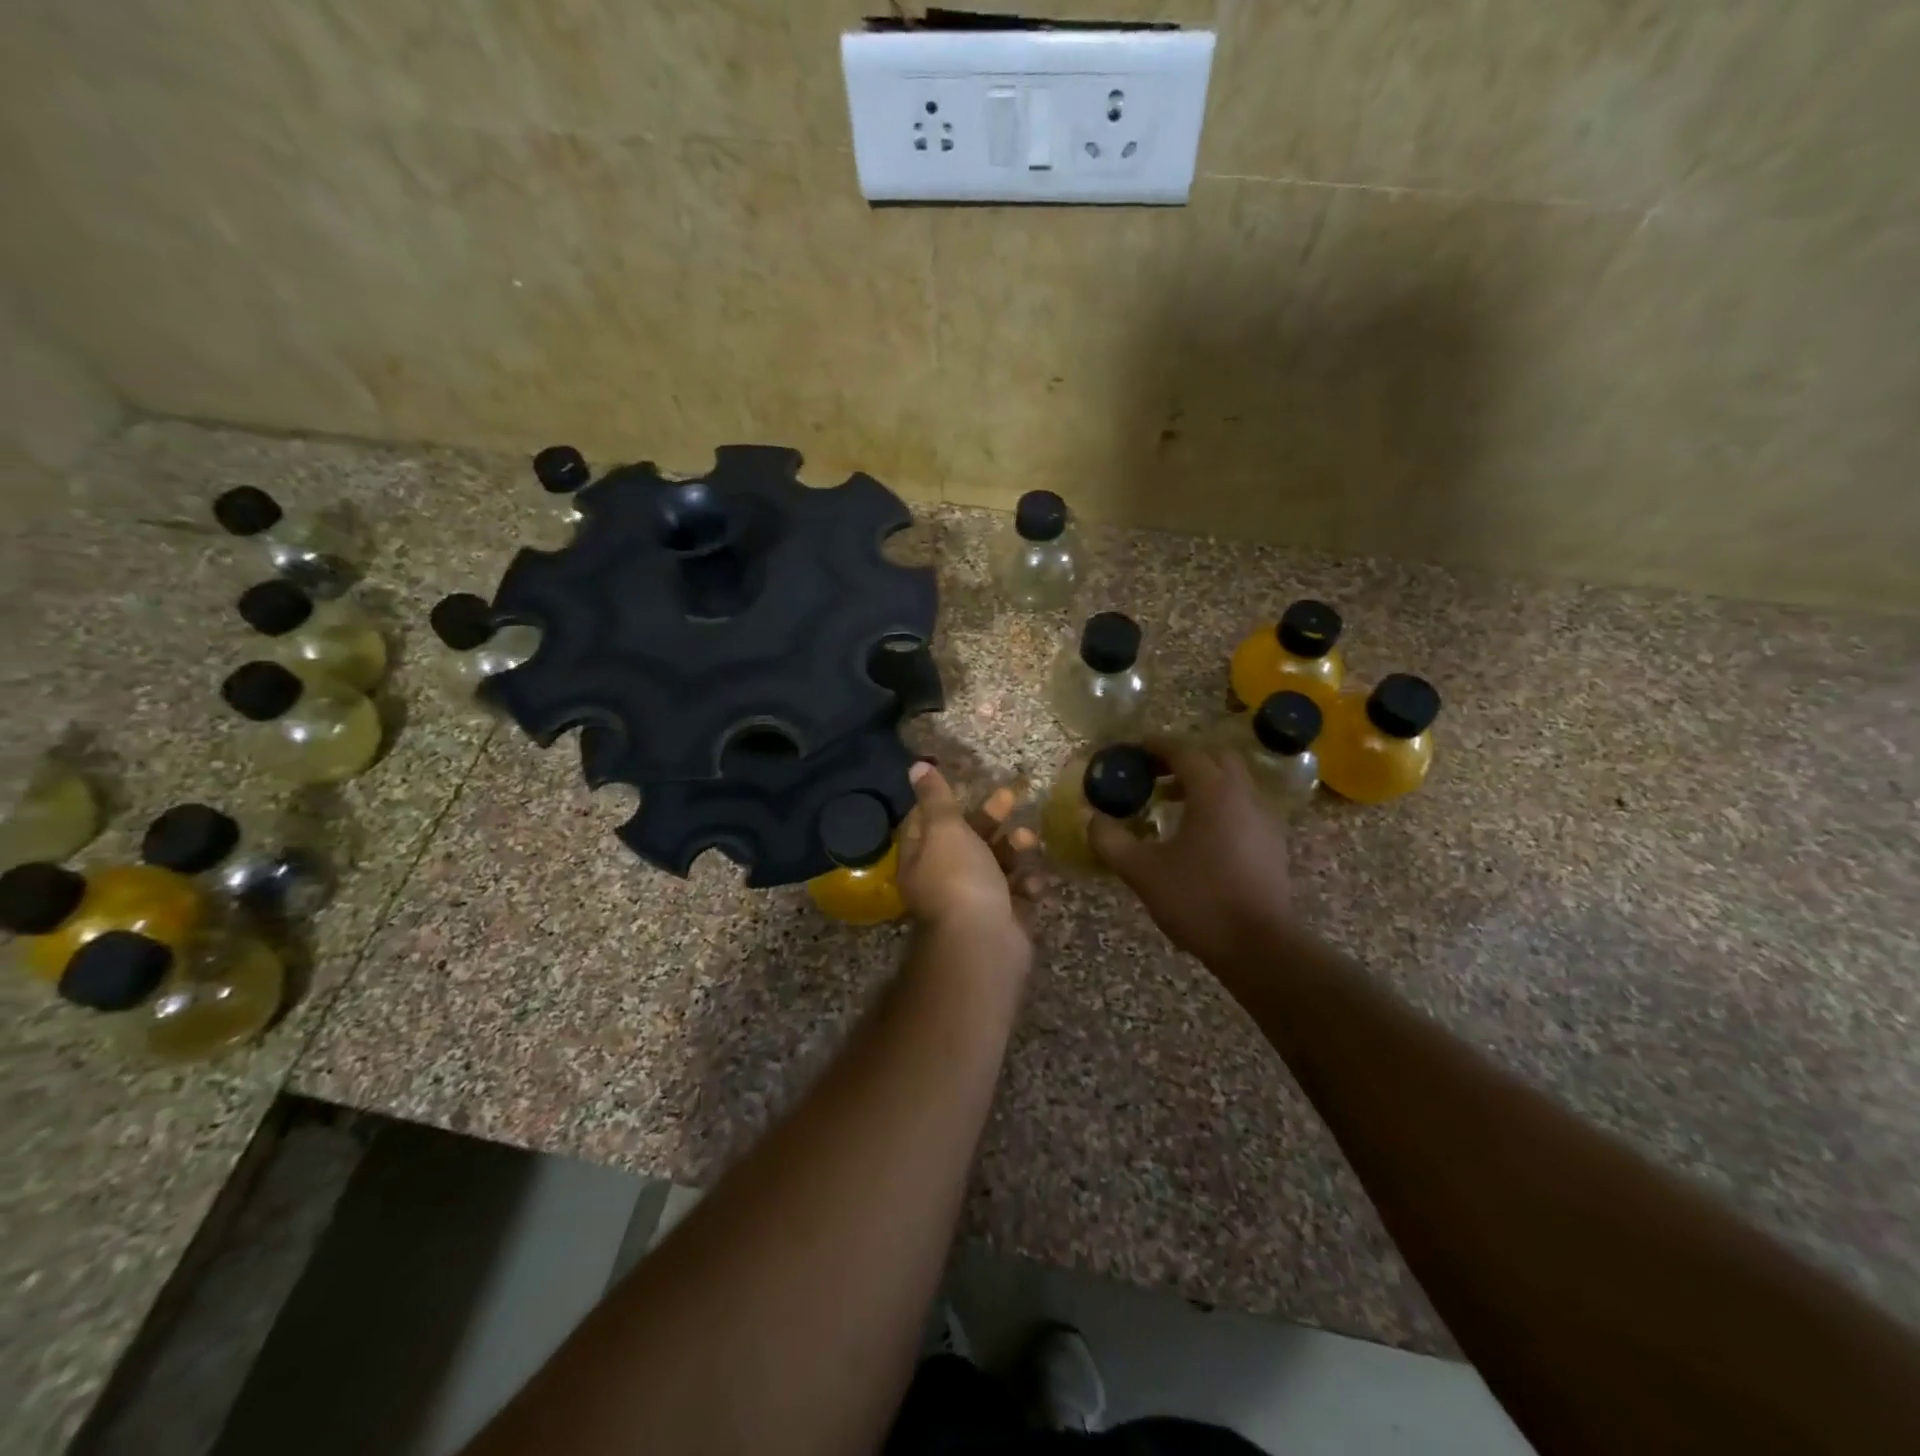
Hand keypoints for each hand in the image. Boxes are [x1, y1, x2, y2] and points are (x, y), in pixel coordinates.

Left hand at [895, 762, 1043, 946]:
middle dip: (991, 818)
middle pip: (967, 840)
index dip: (945, 803)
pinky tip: (1032, 882)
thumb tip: (916, 764)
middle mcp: (944, 879)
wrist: (983, 944)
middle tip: (1011, 797)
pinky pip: (1017, 892)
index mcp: (921, 858)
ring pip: (997, 864)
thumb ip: (936, 797)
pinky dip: (1026, 884)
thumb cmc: (959, 879)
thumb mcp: (945, 829)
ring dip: (1014, 849)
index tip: (967, 785)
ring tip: (1028, 841)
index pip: (926, 823)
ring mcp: (975, 900)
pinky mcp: (1004, 917)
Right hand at [1088, 738, 1292, 967]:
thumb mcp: (1142, 871)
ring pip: (1233, 782)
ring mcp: (1264, 820)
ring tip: (1169, 802)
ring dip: (1203, 782)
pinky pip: (1243, 806)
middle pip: (1216, 758)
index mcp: (1214, 793)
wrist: (1258, 946)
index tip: (1133, 749)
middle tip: (1154, 773)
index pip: (1185, 752)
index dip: (1156, 746)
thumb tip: (1092, 819)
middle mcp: (1244, 796)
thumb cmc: (1199, 900)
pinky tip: (1197, 833)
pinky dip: (1218, 804)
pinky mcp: (1272, 844)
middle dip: (1184, 758)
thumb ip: (1111, 840)